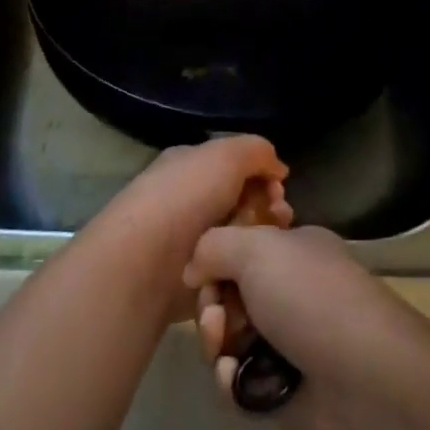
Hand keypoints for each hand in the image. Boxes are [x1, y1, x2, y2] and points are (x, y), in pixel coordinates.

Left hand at [85, 136, 291, 318]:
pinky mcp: (194, 278)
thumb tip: (278, 169)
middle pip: (241, 203)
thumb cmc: (186, 197)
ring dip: (259, 240)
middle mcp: (188, 200)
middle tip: (281, 217)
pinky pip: (229, 271)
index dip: (262, 175)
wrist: (147, 260)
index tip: (280, 190)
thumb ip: (257, 152)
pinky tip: (255, 272)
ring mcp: (190, 241)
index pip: (234, 166)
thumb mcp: (226, 155)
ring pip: (239, 239)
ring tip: (270, 245)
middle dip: (267, 209)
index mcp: (189, 166)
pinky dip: (243, 271)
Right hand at [183, 224, 429, 429]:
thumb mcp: (258, 248)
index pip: (240, 245)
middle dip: (211, 306)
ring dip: (215, 343)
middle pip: (227, 293)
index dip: (214, 259)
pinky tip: (236, 381)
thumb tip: (194, 269)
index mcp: (294, 250)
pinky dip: (229, 381)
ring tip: (224, 352)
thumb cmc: (311, 298)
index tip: (200, 273)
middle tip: (214, 319)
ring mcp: (286, 342)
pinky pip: (236, 382)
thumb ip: (214, 245)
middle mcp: (290, 292)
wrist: (364, 382)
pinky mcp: (280, 391)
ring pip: (226, 339)